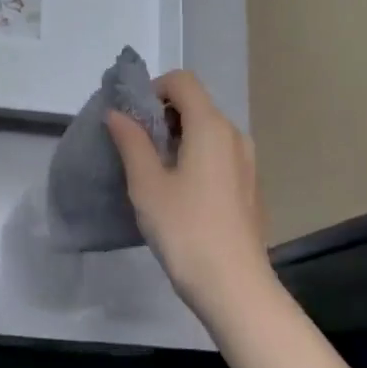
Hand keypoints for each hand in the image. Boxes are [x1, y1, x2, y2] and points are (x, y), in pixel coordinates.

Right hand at [106, 70, 273, 320]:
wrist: (234, 286)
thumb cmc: (185, 230)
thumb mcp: (147, 185)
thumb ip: (131, 142)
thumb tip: (117, 113)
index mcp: (211, 126)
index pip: (182, 81)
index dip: (152, 90)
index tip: (130, 121)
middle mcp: (234, 135)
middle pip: (195, 104)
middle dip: (161, 116)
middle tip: (135, 148)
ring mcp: (247, 162)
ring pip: (207, 131)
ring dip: (177, 139)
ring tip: (153, 173)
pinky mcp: (249, 186)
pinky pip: (218, 155)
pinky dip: (195, 158)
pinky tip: (179, 194)